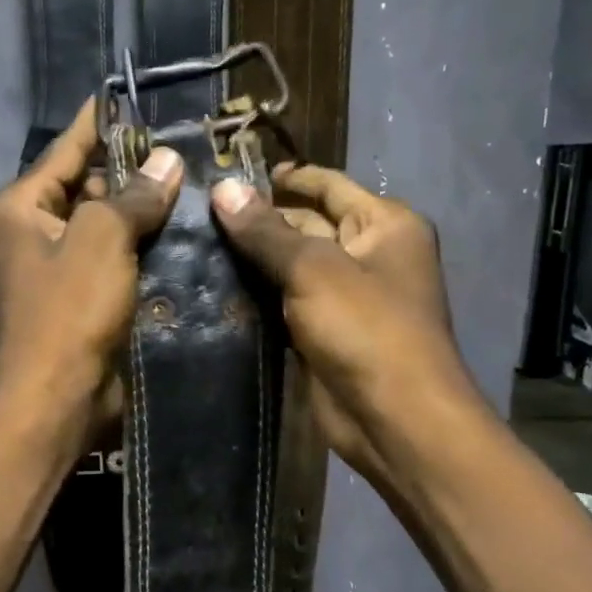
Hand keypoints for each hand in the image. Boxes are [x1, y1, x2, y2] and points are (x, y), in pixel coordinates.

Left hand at [0, 101, 182, 454]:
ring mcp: (56, 271)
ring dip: (143, 213)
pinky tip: (185, 235)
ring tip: (195, 184)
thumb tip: (165, 162)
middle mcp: (31, 234)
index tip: (133, 95)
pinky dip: (143, 250)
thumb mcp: (101, 238)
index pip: (65, 150)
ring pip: (105, 227)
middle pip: (86, 188)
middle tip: (184, 148)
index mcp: (19, 208)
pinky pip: (114, 262)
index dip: (100, 122)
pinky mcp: (81, 302)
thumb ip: (132, 195)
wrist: (57, 398)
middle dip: (132, 171)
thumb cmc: (68, 311)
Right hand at [210, 164, 472, 486]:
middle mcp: (370, 255)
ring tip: (197, 247)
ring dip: (255, 262)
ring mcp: (348, 299)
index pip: (329, 185)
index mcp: (384, 225)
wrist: (394, 417)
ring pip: (294, 269)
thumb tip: (223, 188)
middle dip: (261, 221)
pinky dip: (260, 299)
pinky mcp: (326, 335)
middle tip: (200, 216)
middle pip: (309, 225)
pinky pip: (288, 306)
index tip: (232, 174)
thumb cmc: (365, 328)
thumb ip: (266, 231)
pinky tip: (217, 289)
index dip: (286, 177)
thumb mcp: (313, 269)